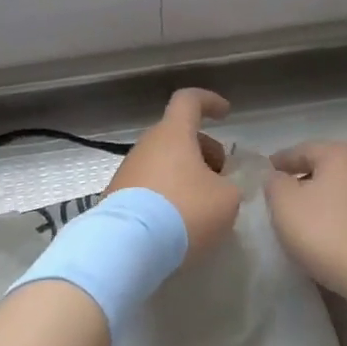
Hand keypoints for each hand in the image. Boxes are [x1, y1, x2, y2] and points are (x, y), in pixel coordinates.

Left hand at [107, 89, 240, 261]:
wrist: (128, 246)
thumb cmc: (184, 212)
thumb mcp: (227, 199)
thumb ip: (230, 185)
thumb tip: (219, 187)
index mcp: (173, 134)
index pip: (189, 100)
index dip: (209, 101)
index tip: (225, 113)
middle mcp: (146, 145)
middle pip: (178, 135)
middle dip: (203, 151)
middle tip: (221, 178)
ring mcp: (128, 170)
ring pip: (163, 161)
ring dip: (185, 175)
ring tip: (203, 206)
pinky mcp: (116, 196)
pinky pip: (149, 185)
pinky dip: (167, 195)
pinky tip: (179, 222)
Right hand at [265, 142, 346, 301]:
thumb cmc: (327, 231)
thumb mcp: (285, 204)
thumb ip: (275, 184)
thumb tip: (278, 178)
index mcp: (340, 154)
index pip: (302, 150)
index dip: (280, 161)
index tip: (265, 173)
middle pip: (327, 168)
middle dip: (304, 180)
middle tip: (282, 197)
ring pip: (343, 191)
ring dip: (323, 201)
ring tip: (304, 219)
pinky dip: (340, 218)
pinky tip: (329, 236)